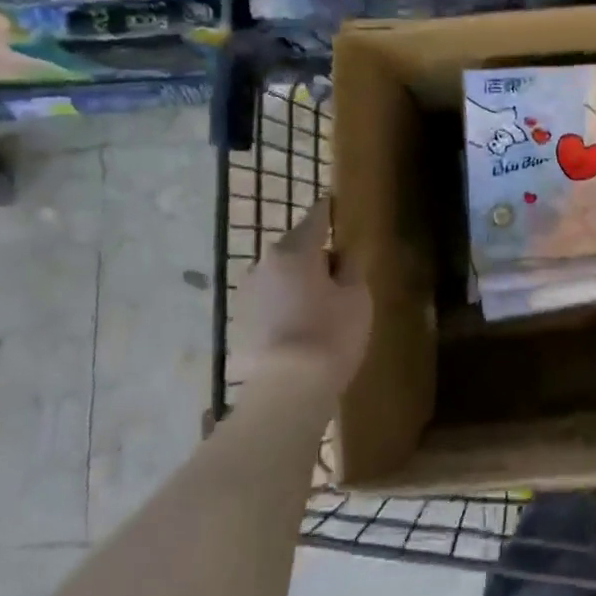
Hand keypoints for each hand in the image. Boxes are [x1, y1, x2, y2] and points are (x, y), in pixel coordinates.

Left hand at [229, 198, 371, 403]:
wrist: (287, 391)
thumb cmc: (331, 334)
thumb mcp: (357, 296)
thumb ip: (350, 268)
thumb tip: (341, 257)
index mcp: (294, 251)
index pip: (315, 219)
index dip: (328, 212)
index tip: (334, 204)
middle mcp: (263, 265)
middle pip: (294, 249)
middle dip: (313, 254)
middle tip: (337, 271)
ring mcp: (246, 295)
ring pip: (278, 277)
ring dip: (296, 282)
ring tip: (318, 302)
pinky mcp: (239, 324)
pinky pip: (268, 303)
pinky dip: (283, 306)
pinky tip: (299, 325)